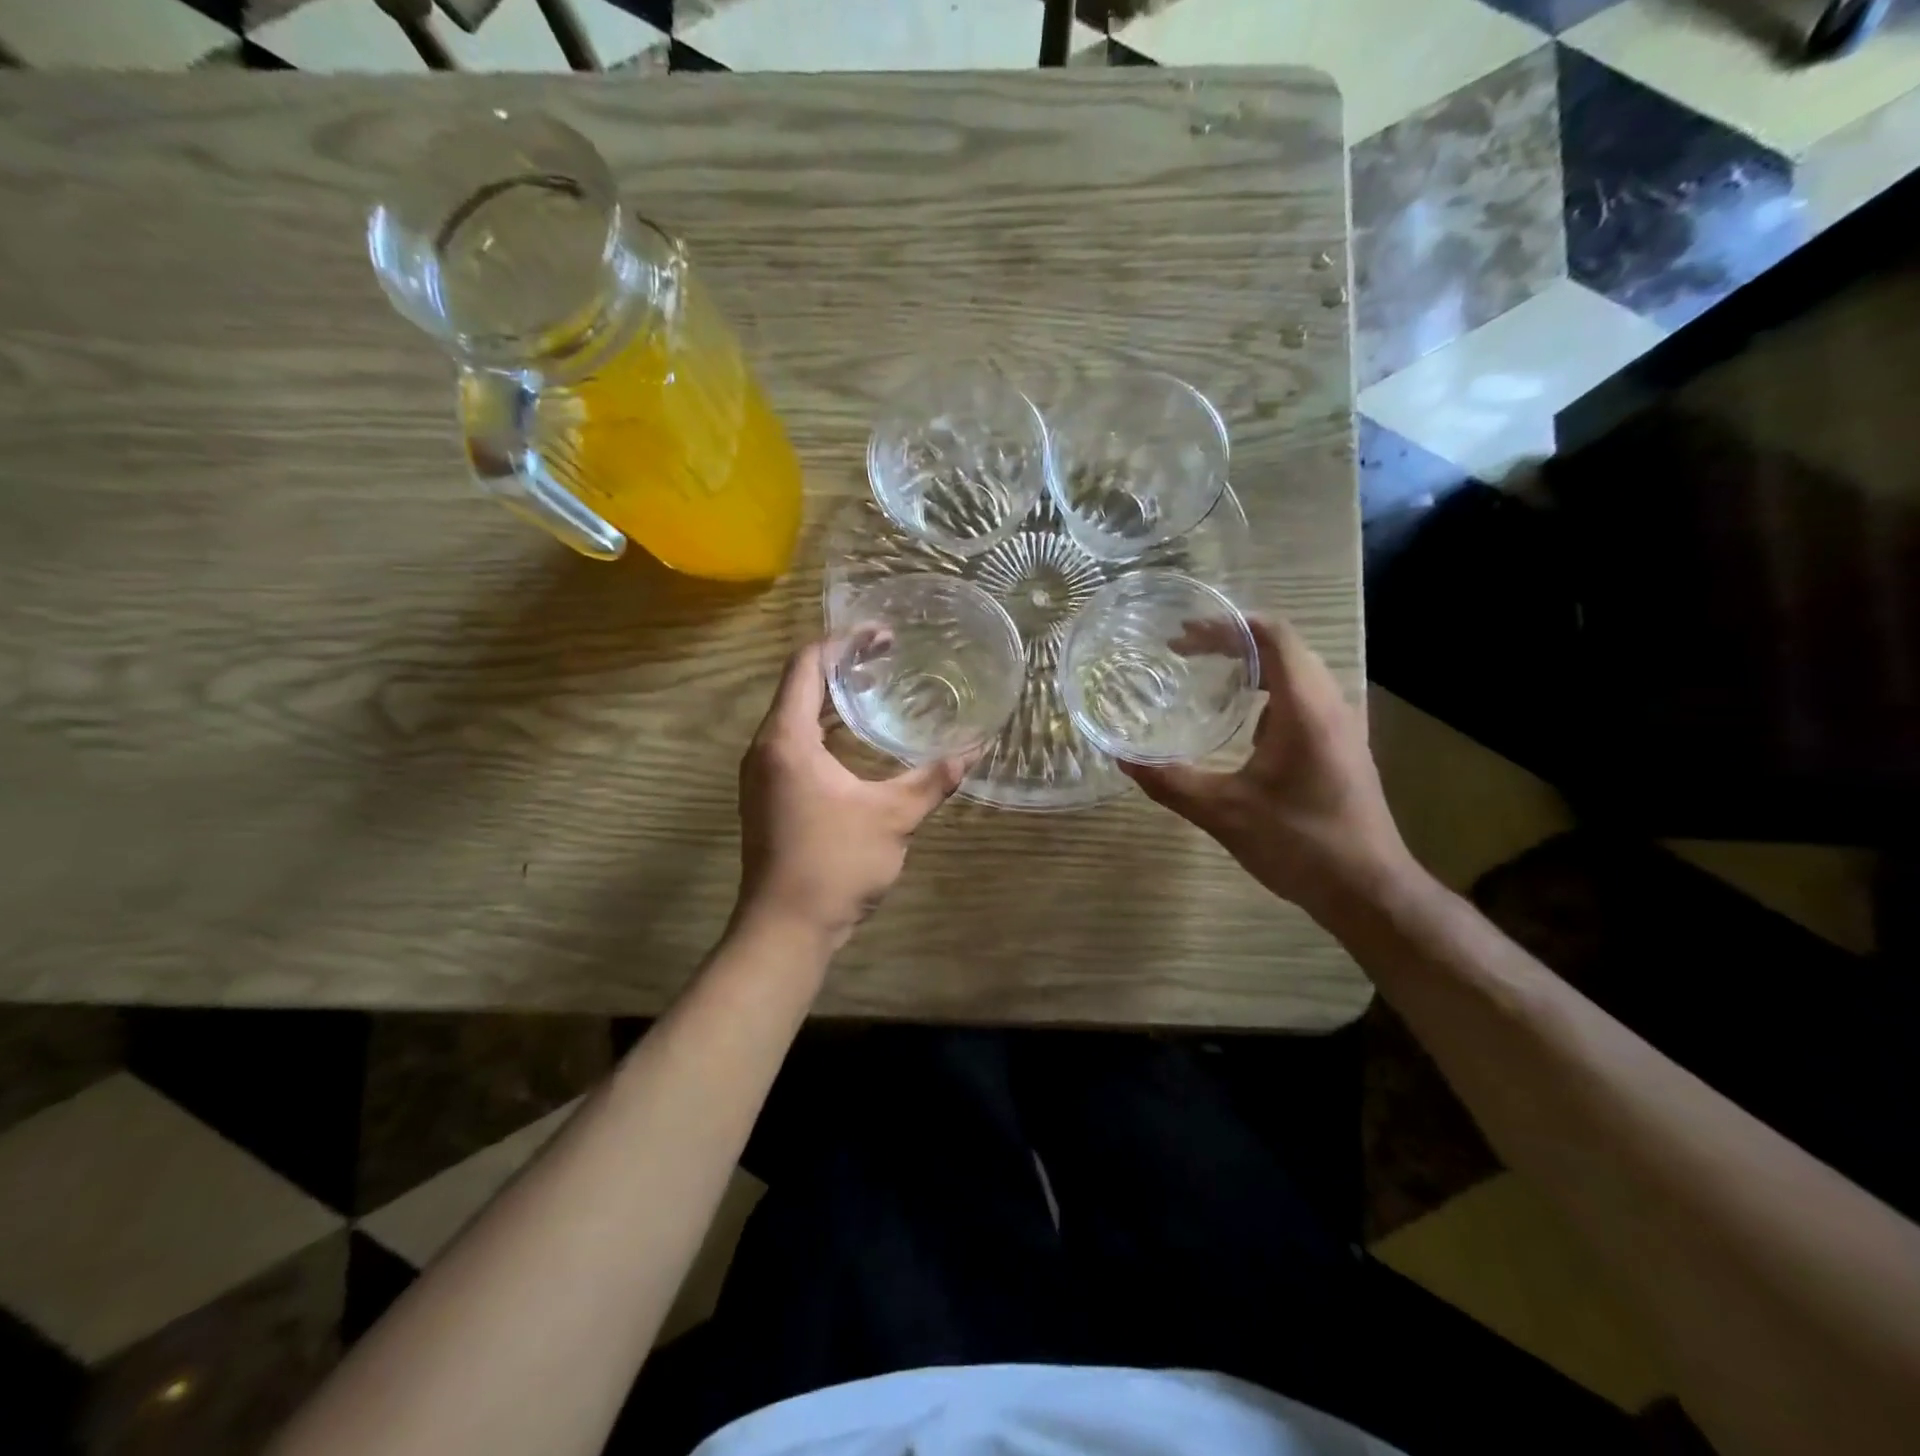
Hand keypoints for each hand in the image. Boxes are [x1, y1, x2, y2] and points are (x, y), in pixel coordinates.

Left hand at [735, 641, 971, 950]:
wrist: (786, 929)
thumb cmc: (835, 864)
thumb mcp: (894, 817)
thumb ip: (934, 778)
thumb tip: (977, 747)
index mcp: (787, 739)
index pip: (806, 665)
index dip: (844, 643)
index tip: (883, 636)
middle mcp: (766, 748)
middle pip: (798, 686)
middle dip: (842, 667)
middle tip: (888, 658)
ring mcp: (762, 774)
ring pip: (795, 717)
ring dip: (832, 699)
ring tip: (878, 689)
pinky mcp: (768, 796)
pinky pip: (795, 744)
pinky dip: (825, 729)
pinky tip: (858, 741)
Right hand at [1122, 617, 1413, 920]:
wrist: (1369, 892)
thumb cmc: (1301, 845)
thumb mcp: (1224, 813)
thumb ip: (1170, 782)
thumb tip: (1122, 758)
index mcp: (1306, 708)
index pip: (1273, 636)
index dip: (1227, 626)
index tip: (1183, 636)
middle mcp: (1331, 705)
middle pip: (1284, 648)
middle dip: (1231, 642)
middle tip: (1183, 652)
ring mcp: (1341, 726)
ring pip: (1296, 673)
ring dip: (1251, 667)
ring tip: (1206, 677)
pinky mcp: (1341, 747)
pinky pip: (1302, 700)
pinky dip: (1267, 693)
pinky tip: (1240, 723)